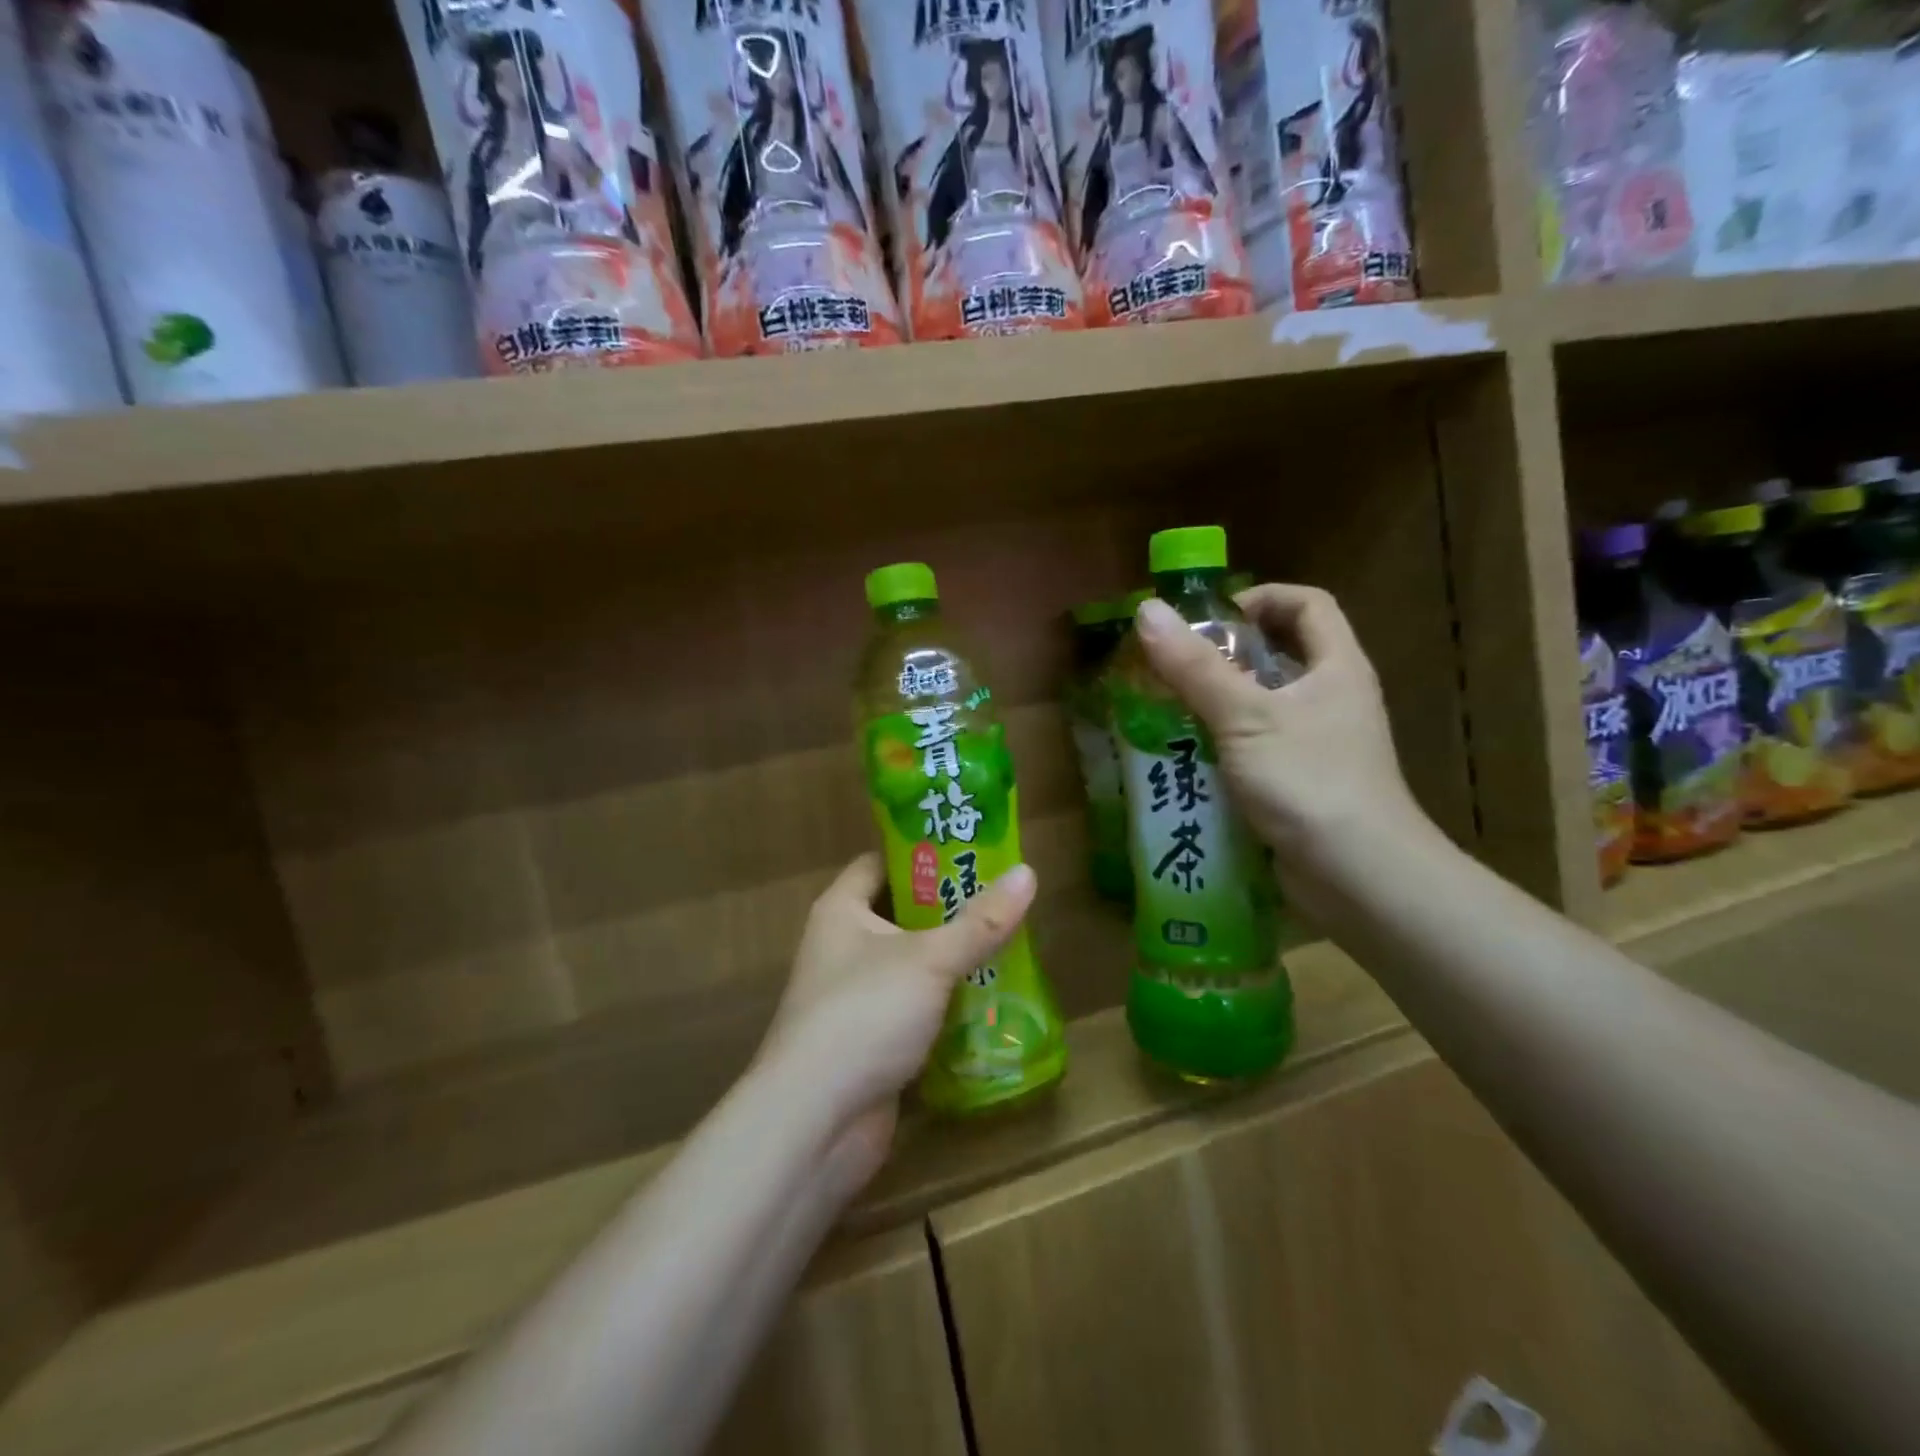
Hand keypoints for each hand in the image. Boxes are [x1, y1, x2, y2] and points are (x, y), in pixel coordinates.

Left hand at [759, 854, 1037, 1190]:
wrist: (815, 1123)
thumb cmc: (865, 1014)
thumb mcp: (930, 959)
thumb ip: (980, 920)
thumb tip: (1028, 872)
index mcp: (842, 910)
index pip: (880, 862)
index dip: (922, 852)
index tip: (972, 849)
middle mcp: (843, 946)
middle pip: (902, 912)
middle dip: (950, 908)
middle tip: (1003, 897)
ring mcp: (856, 996)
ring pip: (913, 964)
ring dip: (954, 959)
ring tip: (1010, 943)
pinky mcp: (872, 1041)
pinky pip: (916, 1008)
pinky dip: (948, 1004)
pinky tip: (993, 1000)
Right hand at [1133, 585, 1428, 882]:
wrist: (1359, 876)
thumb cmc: (1309, 780)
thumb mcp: (1245, 717)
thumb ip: (1195, 667)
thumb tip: (1146, 610)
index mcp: (1337, 667)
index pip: (1307, 604)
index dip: (1260, 599)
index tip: (1209, 620)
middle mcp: (1334, 698)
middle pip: (1282, 653)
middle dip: (1227, 654)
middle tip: (1175, 666)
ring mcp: (1320, 744)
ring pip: (1266, 704)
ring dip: (1219, 702)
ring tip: (1168, 710)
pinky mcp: (1303, 782)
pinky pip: (1259, 747)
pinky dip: (1225, 744)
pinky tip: (1189, 758)